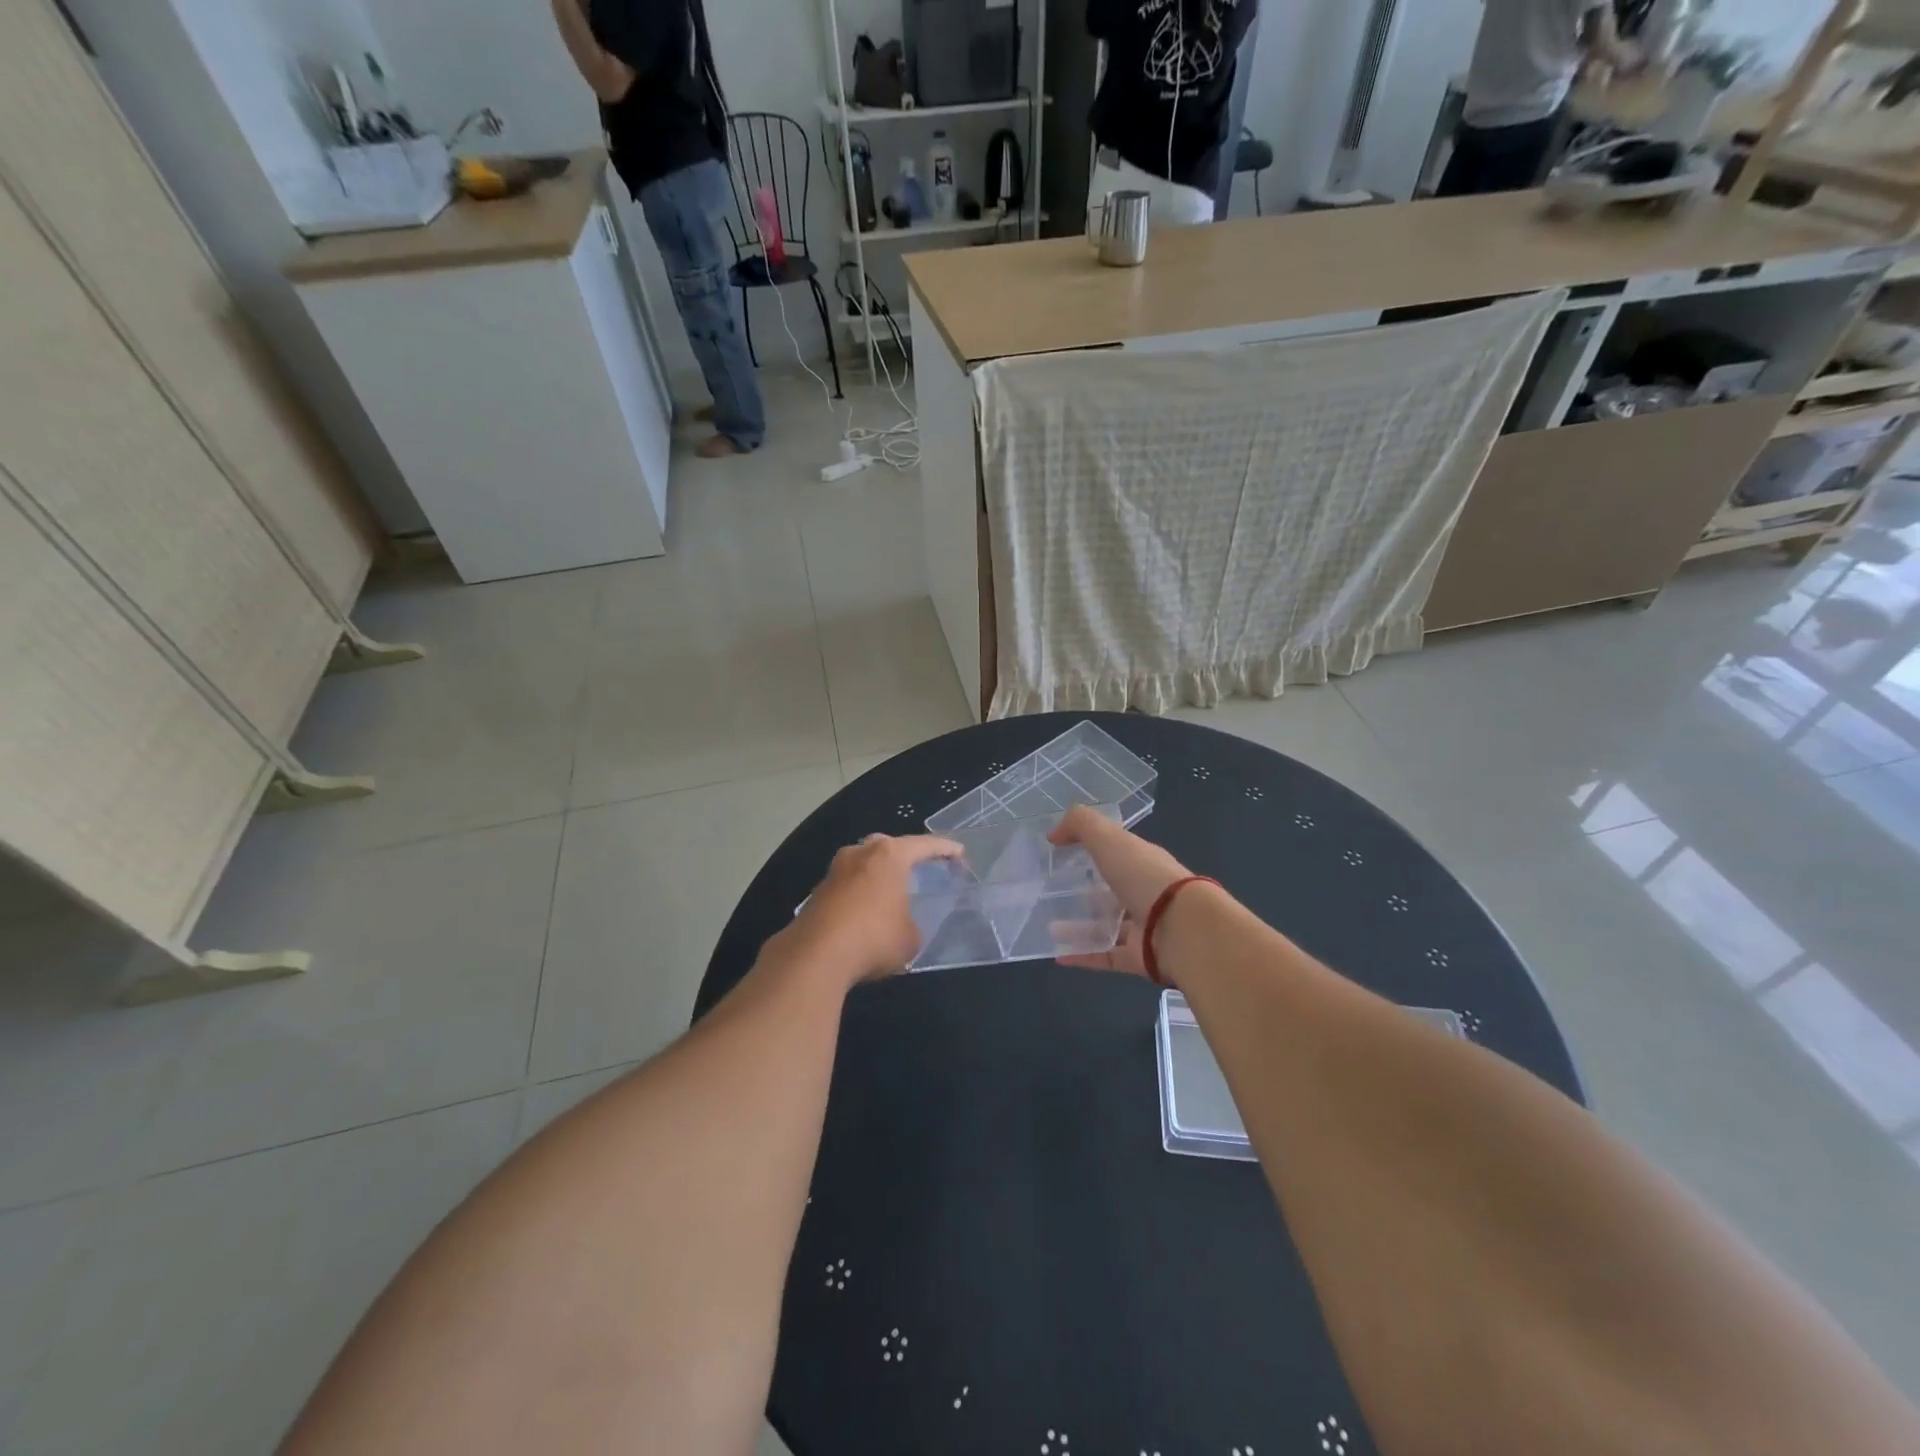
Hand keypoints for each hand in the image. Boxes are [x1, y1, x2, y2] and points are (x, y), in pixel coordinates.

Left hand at [788, 834, 962, 985]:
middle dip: (906, 855)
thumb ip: (912, 922)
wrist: (815, 955)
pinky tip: (868, 912)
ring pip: (865, 864)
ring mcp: (836, 870)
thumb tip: (902, 923)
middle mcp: (861, 853)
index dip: (946, 850)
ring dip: (879, 875)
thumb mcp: (911, 937)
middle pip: (889, 846)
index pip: (925, 845)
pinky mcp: (818, 891)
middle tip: (921, 869)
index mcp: (889, 855)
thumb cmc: (874, 937)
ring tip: (893, 892)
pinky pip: (849, 885)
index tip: (960, 854)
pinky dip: (862, 893)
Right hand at [1047, 807, 1195, 977]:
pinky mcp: (1138, 957)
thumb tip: (1054, 833)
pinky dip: (1082, 956)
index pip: (1116, 853)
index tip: (1060, 853)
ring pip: (1105, 926)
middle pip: (1111, 891)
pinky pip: (1104, 956)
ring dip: (1077, 928)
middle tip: (1051, 893)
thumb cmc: (1144, 877)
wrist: (1182, 929)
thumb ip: (1080, 825)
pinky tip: (1058, 956)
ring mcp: (1143, 927)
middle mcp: (1144, 892)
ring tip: (1048, 928)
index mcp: (1142, 861)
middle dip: (1083, 891)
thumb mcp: (1109, 838)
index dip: (1091, 849)